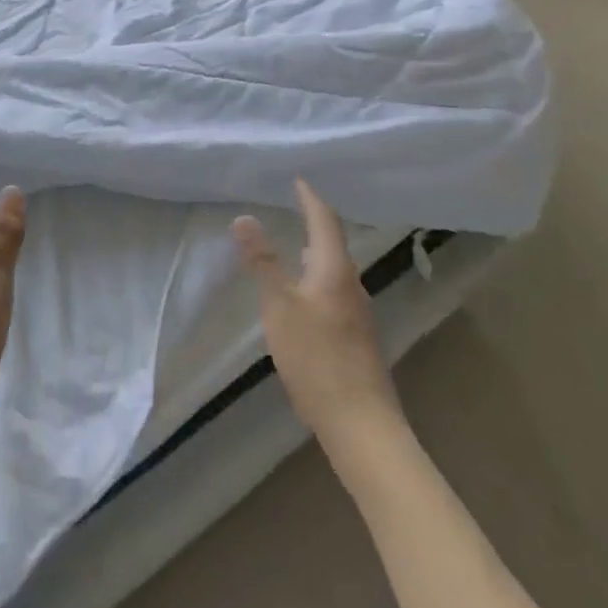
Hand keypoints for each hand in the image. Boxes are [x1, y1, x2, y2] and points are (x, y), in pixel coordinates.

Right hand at [233, 179, 404, 471]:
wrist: (363, 427)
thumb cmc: (317, 359)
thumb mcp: (279, 307)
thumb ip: (262, 261)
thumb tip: (244, 217)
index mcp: (334, 270)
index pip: (325, 220)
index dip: (310, 198)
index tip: (297, 180)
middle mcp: (351, 285)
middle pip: (333, 243)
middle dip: (314, 222)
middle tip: (292, 206)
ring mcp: (357, 314)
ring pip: (334, 270)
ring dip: (315, 251)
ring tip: (292, 243)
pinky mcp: (356, 339)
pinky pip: (334, 291)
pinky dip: (316, 277)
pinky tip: (302, 294)